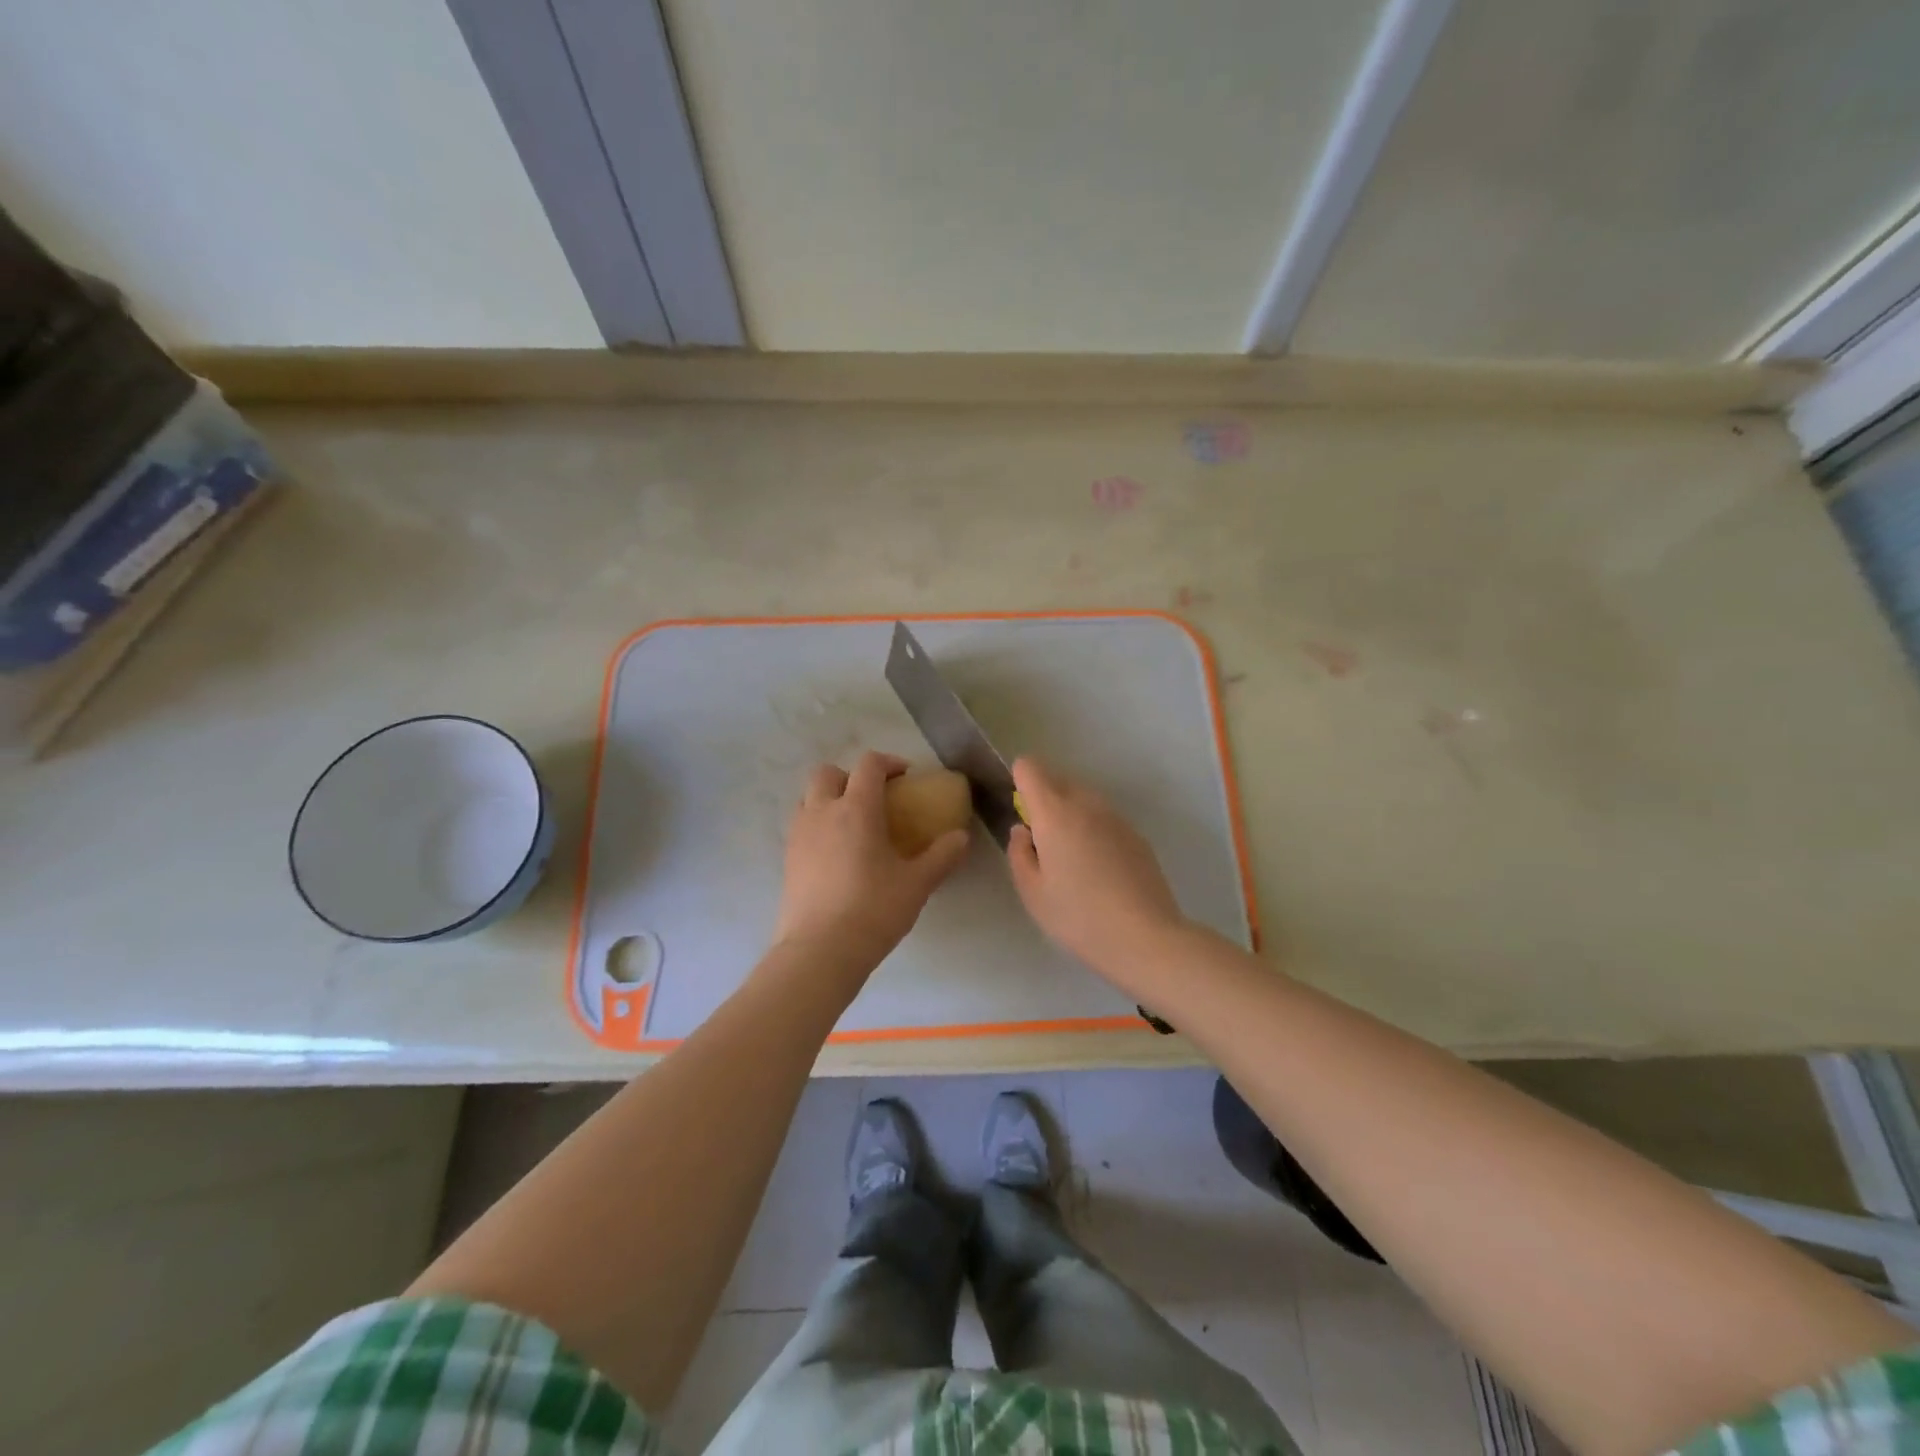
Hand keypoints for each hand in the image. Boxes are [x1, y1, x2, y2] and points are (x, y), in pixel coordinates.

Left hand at [772, 752, 969, 976]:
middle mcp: (822, 812)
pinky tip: (837, 853)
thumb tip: (961, 837)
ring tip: (853, 825)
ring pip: (808, 797)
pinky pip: (801, 825)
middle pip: (828, 773)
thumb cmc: (873, 910)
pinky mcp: (787, 859)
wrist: (820, 951)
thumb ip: (941, 856)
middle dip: (851, 776)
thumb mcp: (917, 884)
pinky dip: (818, 825)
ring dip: (830, 798)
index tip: (905, 777)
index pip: (869, 765)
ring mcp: (799, 835)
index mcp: (856, 809)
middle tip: (874, 799)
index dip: (888, 763)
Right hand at [1007, 757, 1188, 984]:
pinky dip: (1094, 830)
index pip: (1030, 768)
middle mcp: (1086, 804)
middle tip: (1042, 844)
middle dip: (1044, 799)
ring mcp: (1116, 818)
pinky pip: (1105, 819)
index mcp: (1055, 813)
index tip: (1020, 811)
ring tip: (1071, 859)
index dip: (1019, 780)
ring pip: (1084, 799)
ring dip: (1071, 815)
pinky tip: (1099, 870)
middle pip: (1059, 780)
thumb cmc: (1078, 916)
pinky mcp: (1136, 835)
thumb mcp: (1032, 893)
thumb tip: (1023, 830)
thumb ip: (1019, 853)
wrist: (1145, 937)